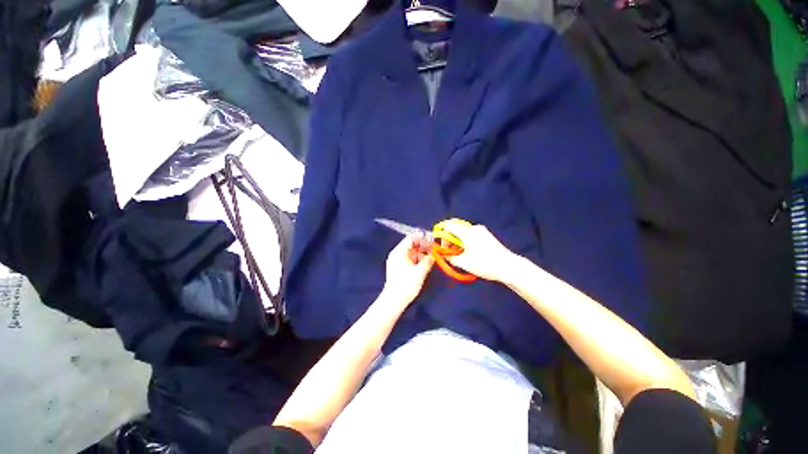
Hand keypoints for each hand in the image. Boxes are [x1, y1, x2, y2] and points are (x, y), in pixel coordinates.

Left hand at [381, 236, 434, 306]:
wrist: (394, 301)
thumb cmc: (406, 284)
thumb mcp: (420, 272)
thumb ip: (428, 260)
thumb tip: (433, 255)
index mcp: (399, 251)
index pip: (411, 238)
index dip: (422, 238)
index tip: (433, 241)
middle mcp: (397, 254)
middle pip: (411, 245)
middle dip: (423, 246)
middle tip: (434, 250)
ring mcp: (397, 261)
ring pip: (411, 253)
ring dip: (421, 254)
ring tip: (431, 258)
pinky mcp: (399, 268)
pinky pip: (409, 259)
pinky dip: (417, 260)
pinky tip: (425, 265)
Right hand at [444, 224, 517, 281]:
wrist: (508, 266)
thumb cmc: (485, 264)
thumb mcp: (464, 263)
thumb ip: (450, 258)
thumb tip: (442, 255)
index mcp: (467, 232)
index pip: (449, 226)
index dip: (442, 235)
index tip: (444, 247)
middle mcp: (473, 228)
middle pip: (456, 227)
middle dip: (449, 238)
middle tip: (450, 251)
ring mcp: (481, 230)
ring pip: (463, 231)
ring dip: (457, 240)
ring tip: (459, 253)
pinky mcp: (486, 235)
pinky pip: (470, 234)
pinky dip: (465, 240)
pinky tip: (468, 252)